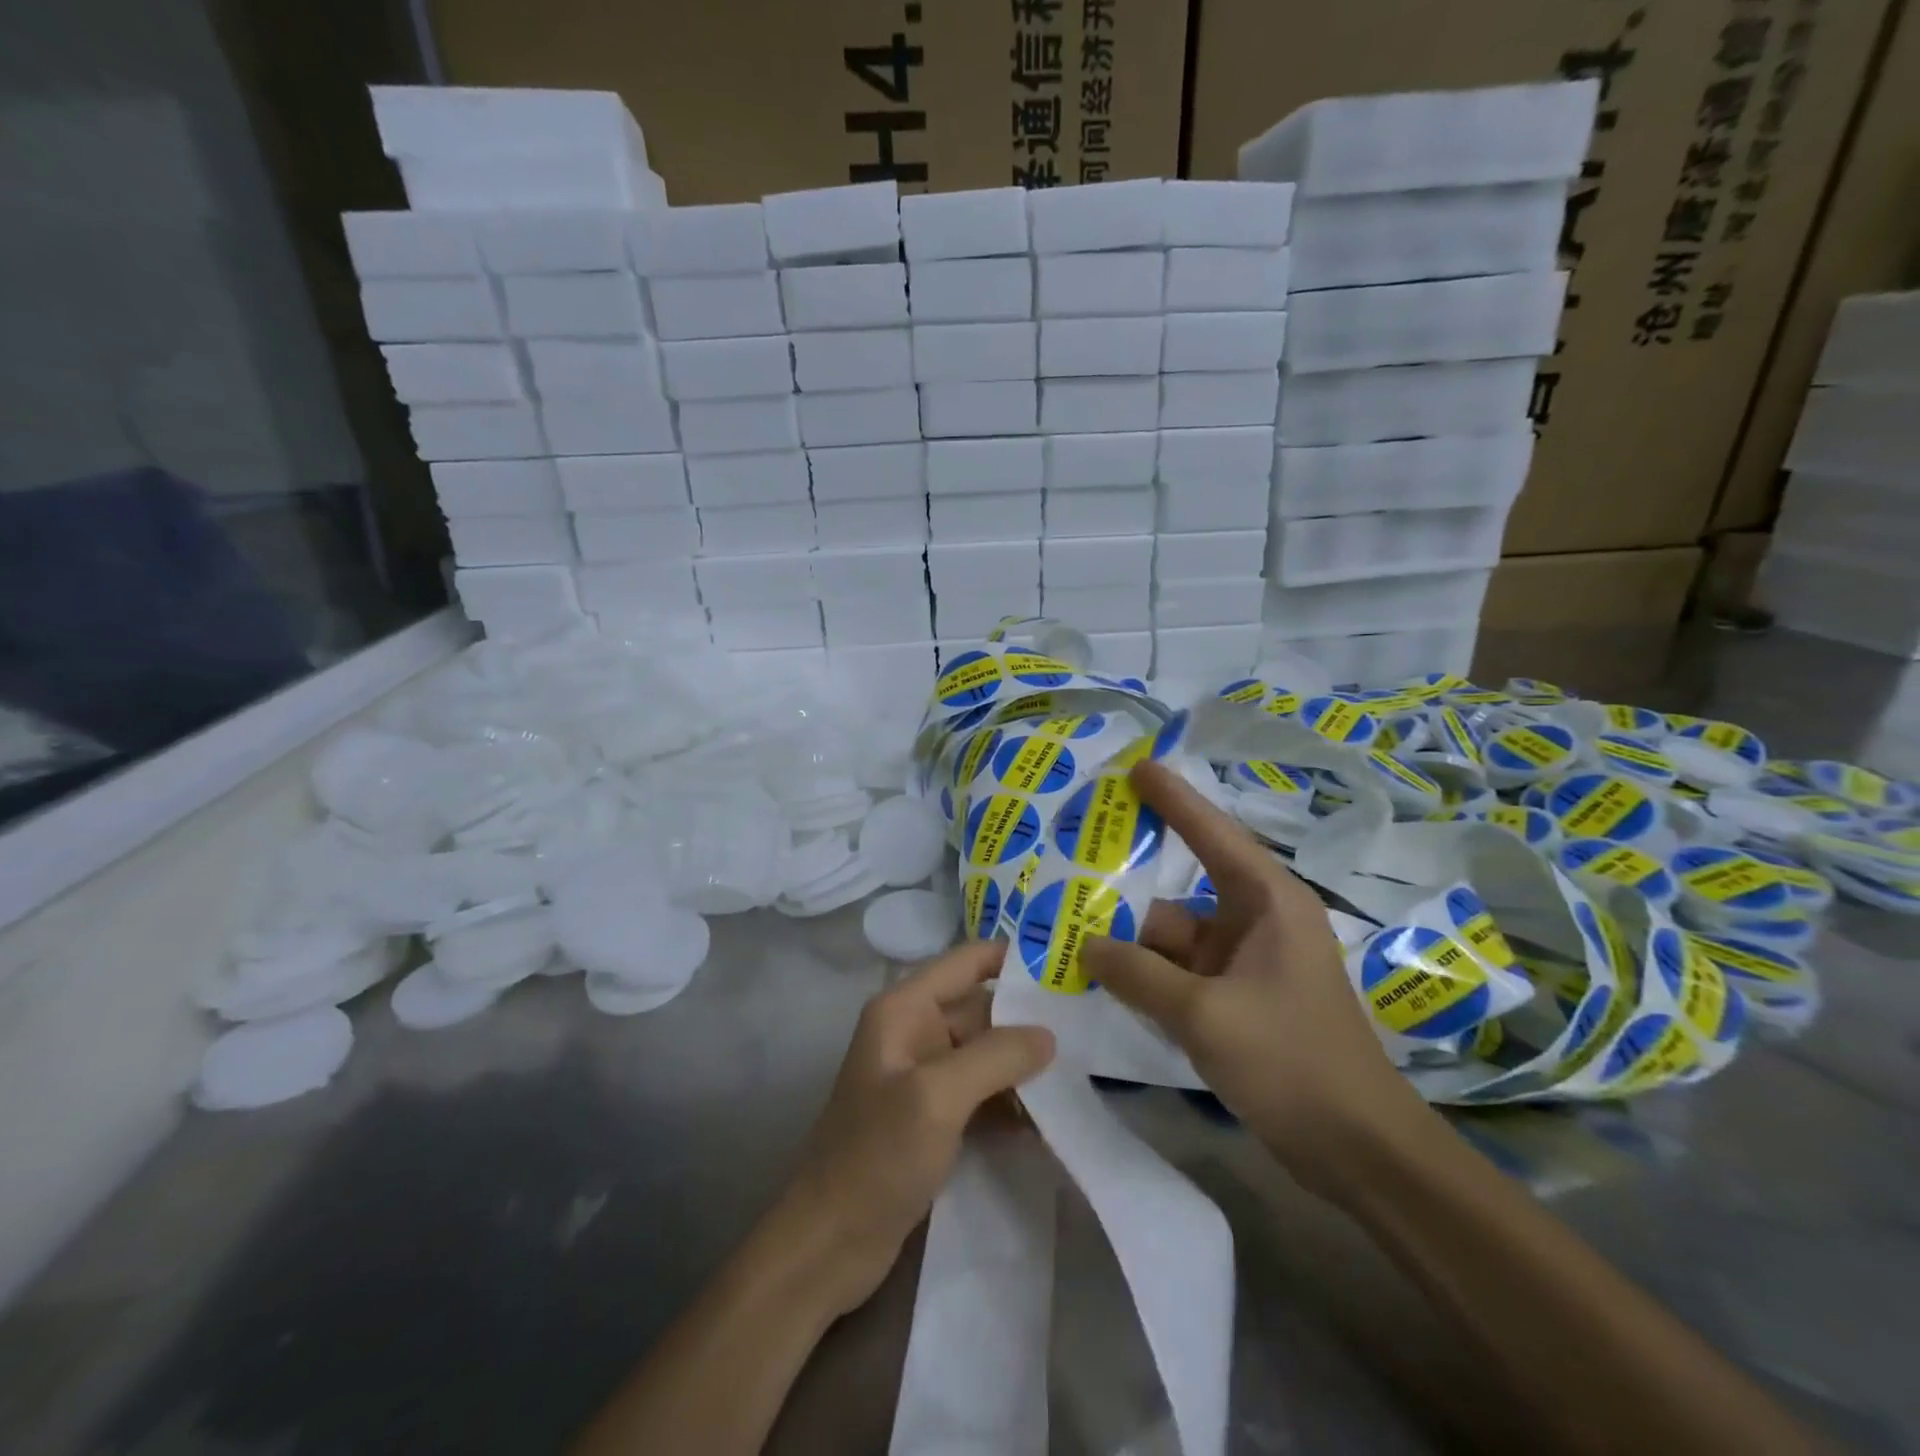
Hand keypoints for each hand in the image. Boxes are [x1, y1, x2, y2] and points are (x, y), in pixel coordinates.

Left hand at [772, 940, 1054, 1318]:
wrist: (828, 1244)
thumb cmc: (876, 1156)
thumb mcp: (937, 1097)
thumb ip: (995, 1056)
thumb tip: (1049, 1034)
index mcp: (905, 1008)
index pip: (968, 962)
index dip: (1015, 958)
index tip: (1068, 968)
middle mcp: (915, 1031)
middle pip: (983, 1009)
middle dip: (1030, 1021)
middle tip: (1092, 1030)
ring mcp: (924, 1076)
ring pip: (986, 1053)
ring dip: (1025, 1067)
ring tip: (1082, 1075)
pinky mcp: (933, 1116)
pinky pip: (981, 1092)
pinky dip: (1011, 1102)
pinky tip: (1050, 1121)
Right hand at [1083, 761, 1433, 1193]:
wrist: (1358, 1151)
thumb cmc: (1291, 1062)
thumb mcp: (1205, 1015)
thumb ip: (1139, 975)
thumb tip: (1086, 946)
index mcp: (1267, 903)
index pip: (1213, 833)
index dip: (1174, 798)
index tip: (1137, 766)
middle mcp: (1256, 923)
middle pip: (1180, 891)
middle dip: (1128, 884)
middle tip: (1072, 861)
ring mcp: (1245, 965)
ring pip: (1174, 937)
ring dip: (1129, 938)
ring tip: (1066, 925)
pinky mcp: (1236, 1000)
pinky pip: (1179, 972)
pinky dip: (1145, 972)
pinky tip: (1099, 972)